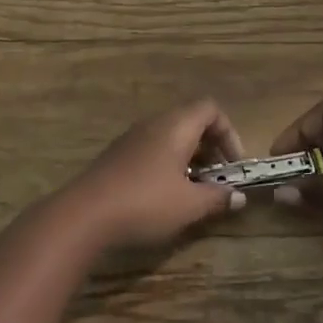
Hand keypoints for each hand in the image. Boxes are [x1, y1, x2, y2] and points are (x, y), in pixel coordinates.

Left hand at [62, 100, 247, 250]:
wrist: (84, 214)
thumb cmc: (145, 202)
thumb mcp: (189, 205)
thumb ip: (217, 198)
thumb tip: (238, 196)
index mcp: (176, 126)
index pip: (210, 109)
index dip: (229, 133)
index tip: (234, 165)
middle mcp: (154, 123)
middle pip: (191, 121)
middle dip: (211, 148)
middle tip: (217, 179)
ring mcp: (132, 138)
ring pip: (171, 137)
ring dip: (190, 159)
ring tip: (194, 191)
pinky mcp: (118, 155)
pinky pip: (153, 149)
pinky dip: (168, 165)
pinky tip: (165, 196)